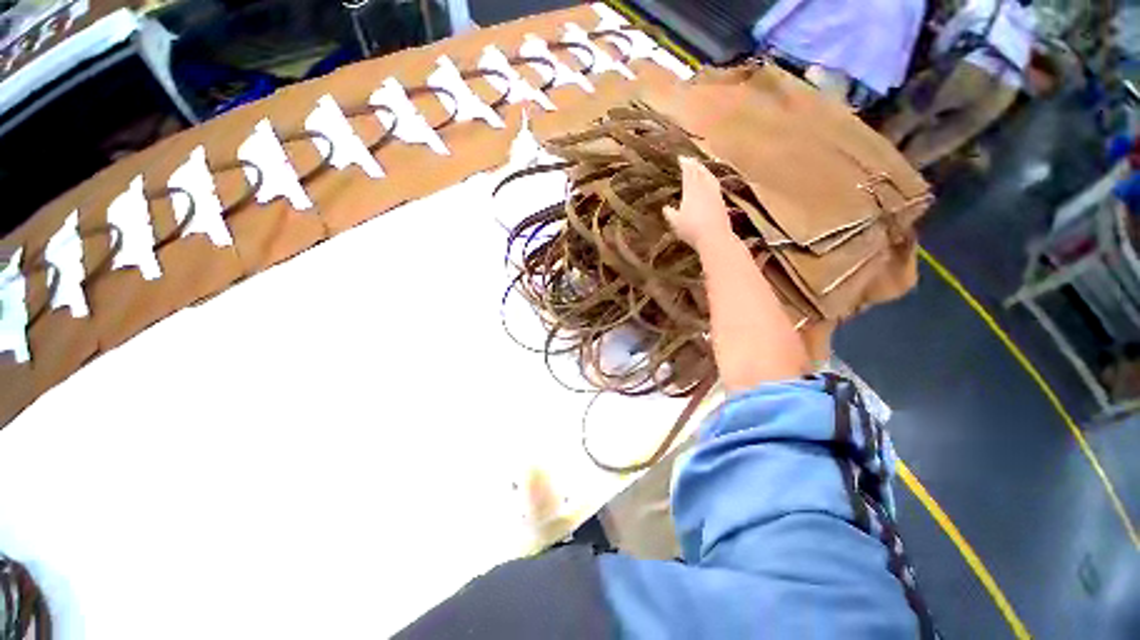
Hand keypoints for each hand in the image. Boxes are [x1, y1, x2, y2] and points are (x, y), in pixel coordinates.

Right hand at [663, 156, 733, 249]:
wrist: (714, 237)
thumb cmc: (691, 229)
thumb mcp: (675, 222)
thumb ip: (670, 213)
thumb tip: (666, 207)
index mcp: (691, 190)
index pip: (689, 172)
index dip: (685, 164)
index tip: (681, 159)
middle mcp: (704, 188)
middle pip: (700, 172)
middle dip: (695, 165)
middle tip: (691, 160)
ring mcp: (715, 194)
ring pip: (710, 177)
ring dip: (705, 171)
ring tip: (701, 168)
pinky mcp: (722, 202)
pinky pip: (715, 185)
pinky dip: (711, 180)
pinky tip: (711, 183)